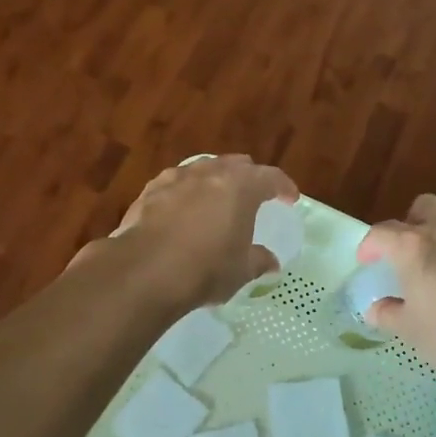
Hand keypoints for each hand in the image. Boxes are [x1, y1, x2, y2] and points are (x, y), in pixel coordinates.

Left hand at [103, 155, 298, 306]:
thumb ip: (258, 261)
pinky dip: (184, 191)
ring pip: (202, 168)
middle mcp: (209, 173)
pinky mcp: (148, 192)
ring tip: (216, 195)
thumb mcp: (241, 270)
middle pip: (235, 164)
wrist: (145, 271)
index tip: (290, 198)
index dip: (283, 186)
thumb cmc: (205, 268)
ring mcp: (175, 179)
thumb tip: (271, 263)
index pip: (270, 177)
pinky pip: (173, 183)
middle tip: (254, 193)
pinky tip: (180, 206)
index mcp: (241, 186)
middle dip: (248, 176)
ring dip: (214, 179)